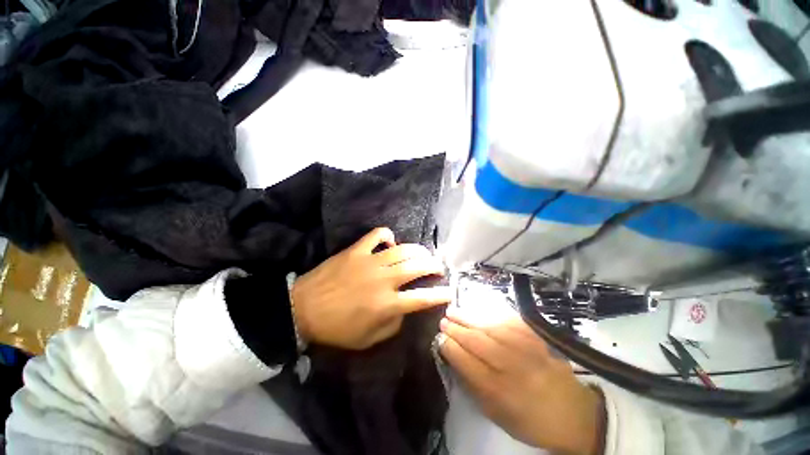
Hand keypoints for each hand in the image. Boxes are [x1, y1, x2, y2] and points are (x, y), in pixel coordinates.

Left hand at [292, 227, 451, 349]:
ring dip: (418, 250)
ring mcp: (370, 261)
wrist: (302, 309)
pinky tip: (391, 242)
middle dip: (434, 266)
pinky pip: (377, 235)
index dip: (440, 295)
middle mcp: (384, 279)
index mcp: (387, 304)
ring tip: (423, 254)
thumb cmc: (336, 328)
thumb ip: (393, 325)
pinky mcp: (356, 250)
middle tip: (437, 268)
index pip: (422, 298)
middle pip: (418, 267)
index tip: (449, 292)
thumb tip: (405, 309)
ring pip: (403, 249)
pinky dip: (387, 235)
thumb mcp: (368, 339)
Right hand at [440, 309, 604, 454]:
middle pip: (476, 341)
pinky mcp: (535, 337)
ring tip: (453, 311)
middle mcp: (510, 366)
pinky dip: (489, 314)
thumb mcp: (497, 414)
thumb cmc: (529, 419)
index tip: (440, 338)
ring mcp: (525, 348)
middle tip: (443, 321)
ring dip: (467, 317)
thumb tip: (454, 360)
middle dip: (455, 328)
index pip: (465, 361)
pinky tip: (478, 312)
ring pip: (488, 327)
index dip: (449, 347)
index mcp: (498, 390)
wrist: (573, 413)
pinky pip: (507, 321)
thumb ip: (474, 386)